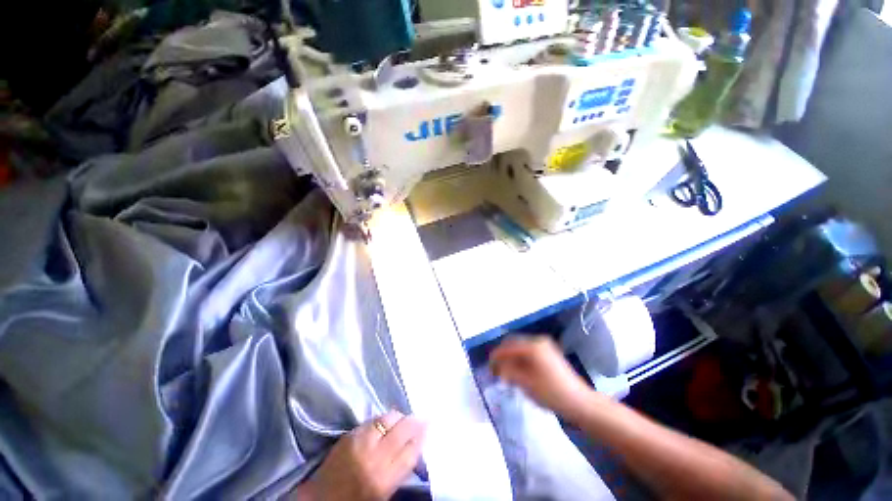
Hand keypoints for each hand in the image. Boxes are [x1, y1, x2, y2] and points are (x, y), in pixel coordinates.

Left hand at [294, 410, 425, 500]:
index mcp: (384, 479)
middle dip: (414, 422)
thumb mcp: (383, 493)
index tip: (429, 425)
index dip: (422, 436)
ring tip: (403, 419)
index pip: (411, 451)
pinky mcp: (350, 434)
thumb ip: (399, 469)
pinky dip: (383, 418)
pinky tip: (386, 421)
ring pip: (388, 418)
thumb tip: (415, 445)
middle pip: (402, 430)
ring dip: (399, 417)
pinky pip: (373, 419)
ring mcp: (360, 442)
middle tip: (421, 417)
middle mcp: (374, 457)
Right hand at [490, 335, 591, 415]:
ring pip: (521, 346)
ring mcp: (545, 345)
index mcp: (532, 346)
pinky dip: (520, 358)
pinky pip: (529, 350)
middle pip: (514, 343)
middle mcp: (538, 341)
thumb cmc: (552, 393)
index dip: (496, 356)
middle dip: (503, 354)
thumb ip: (509, 372)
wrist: (581, 402)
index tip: (488, 366)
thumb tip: (499, 368)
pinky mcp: (549, 352)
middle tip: (495, 368)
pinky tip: (518, 369)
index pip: (508, 347)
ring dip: (511, 356)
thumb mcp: (526, 384)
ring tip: (505, 371)